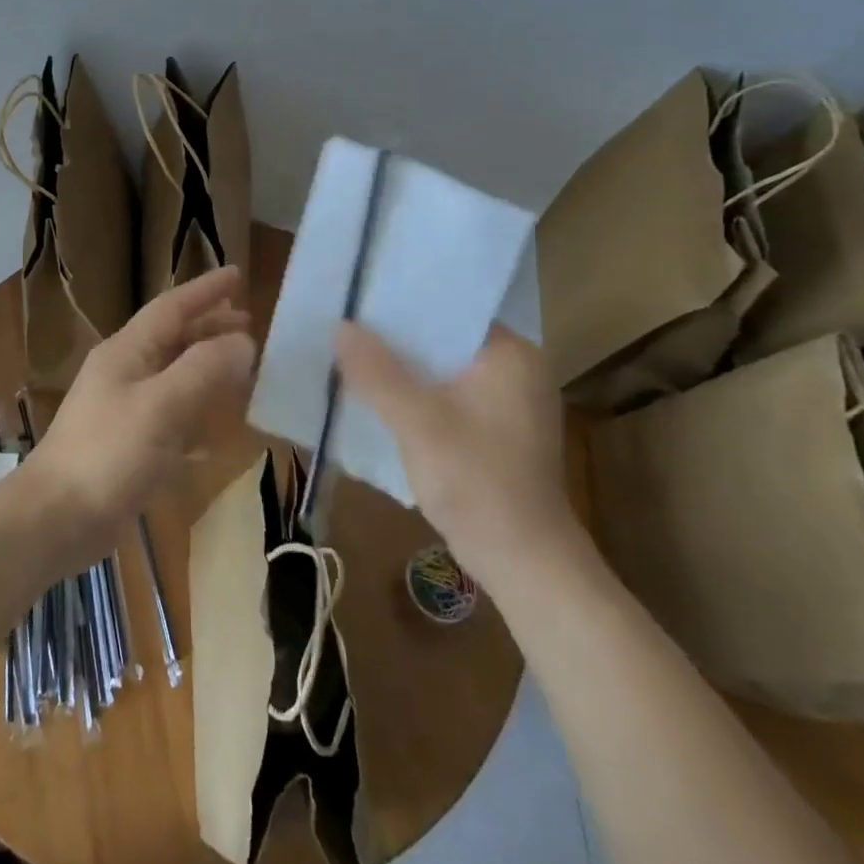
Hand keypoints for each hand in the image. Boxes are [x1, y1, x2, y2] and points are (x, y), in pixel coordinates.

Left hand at [23, 267, 255, 570]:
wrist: (54, 519)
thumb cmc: (108, 455)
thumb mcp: (162, 406)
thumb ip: (204, 369)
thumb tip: (243, 341)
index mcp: (127, 352)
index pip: (172, 308)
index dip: (205, 290)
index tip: (238, 274)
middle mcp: (124, 373)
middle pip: (173, 338)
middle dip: (209, 326)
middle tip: (248, 321)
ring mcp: (123, 410)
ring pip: (173, 376)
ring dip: (206, 367)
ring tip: (241, 365)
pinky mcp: (127, 446)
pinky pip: (171, 416)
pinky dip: (196, 412)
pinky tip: (216, 430)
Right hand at [335, 322, 576, 588]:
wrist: (524, 563)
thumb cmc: (477, 482)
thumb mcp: (418, 423)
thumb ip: (377, 373)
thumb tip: (340, 326)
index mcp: (512, 354)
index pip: (451, 309)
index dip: (403, 304)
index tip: (359, 300)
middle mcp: (517, 369)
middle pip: (444, 340)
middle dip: (397, 338)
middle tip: (346, 327)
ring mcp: (509, 403)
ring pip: (443, 370)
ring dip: (404, 369)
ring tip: (353, 356)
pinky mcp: (497, 432)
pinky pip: (448, 397)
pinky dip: (417, 396)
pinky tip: (380, 399)